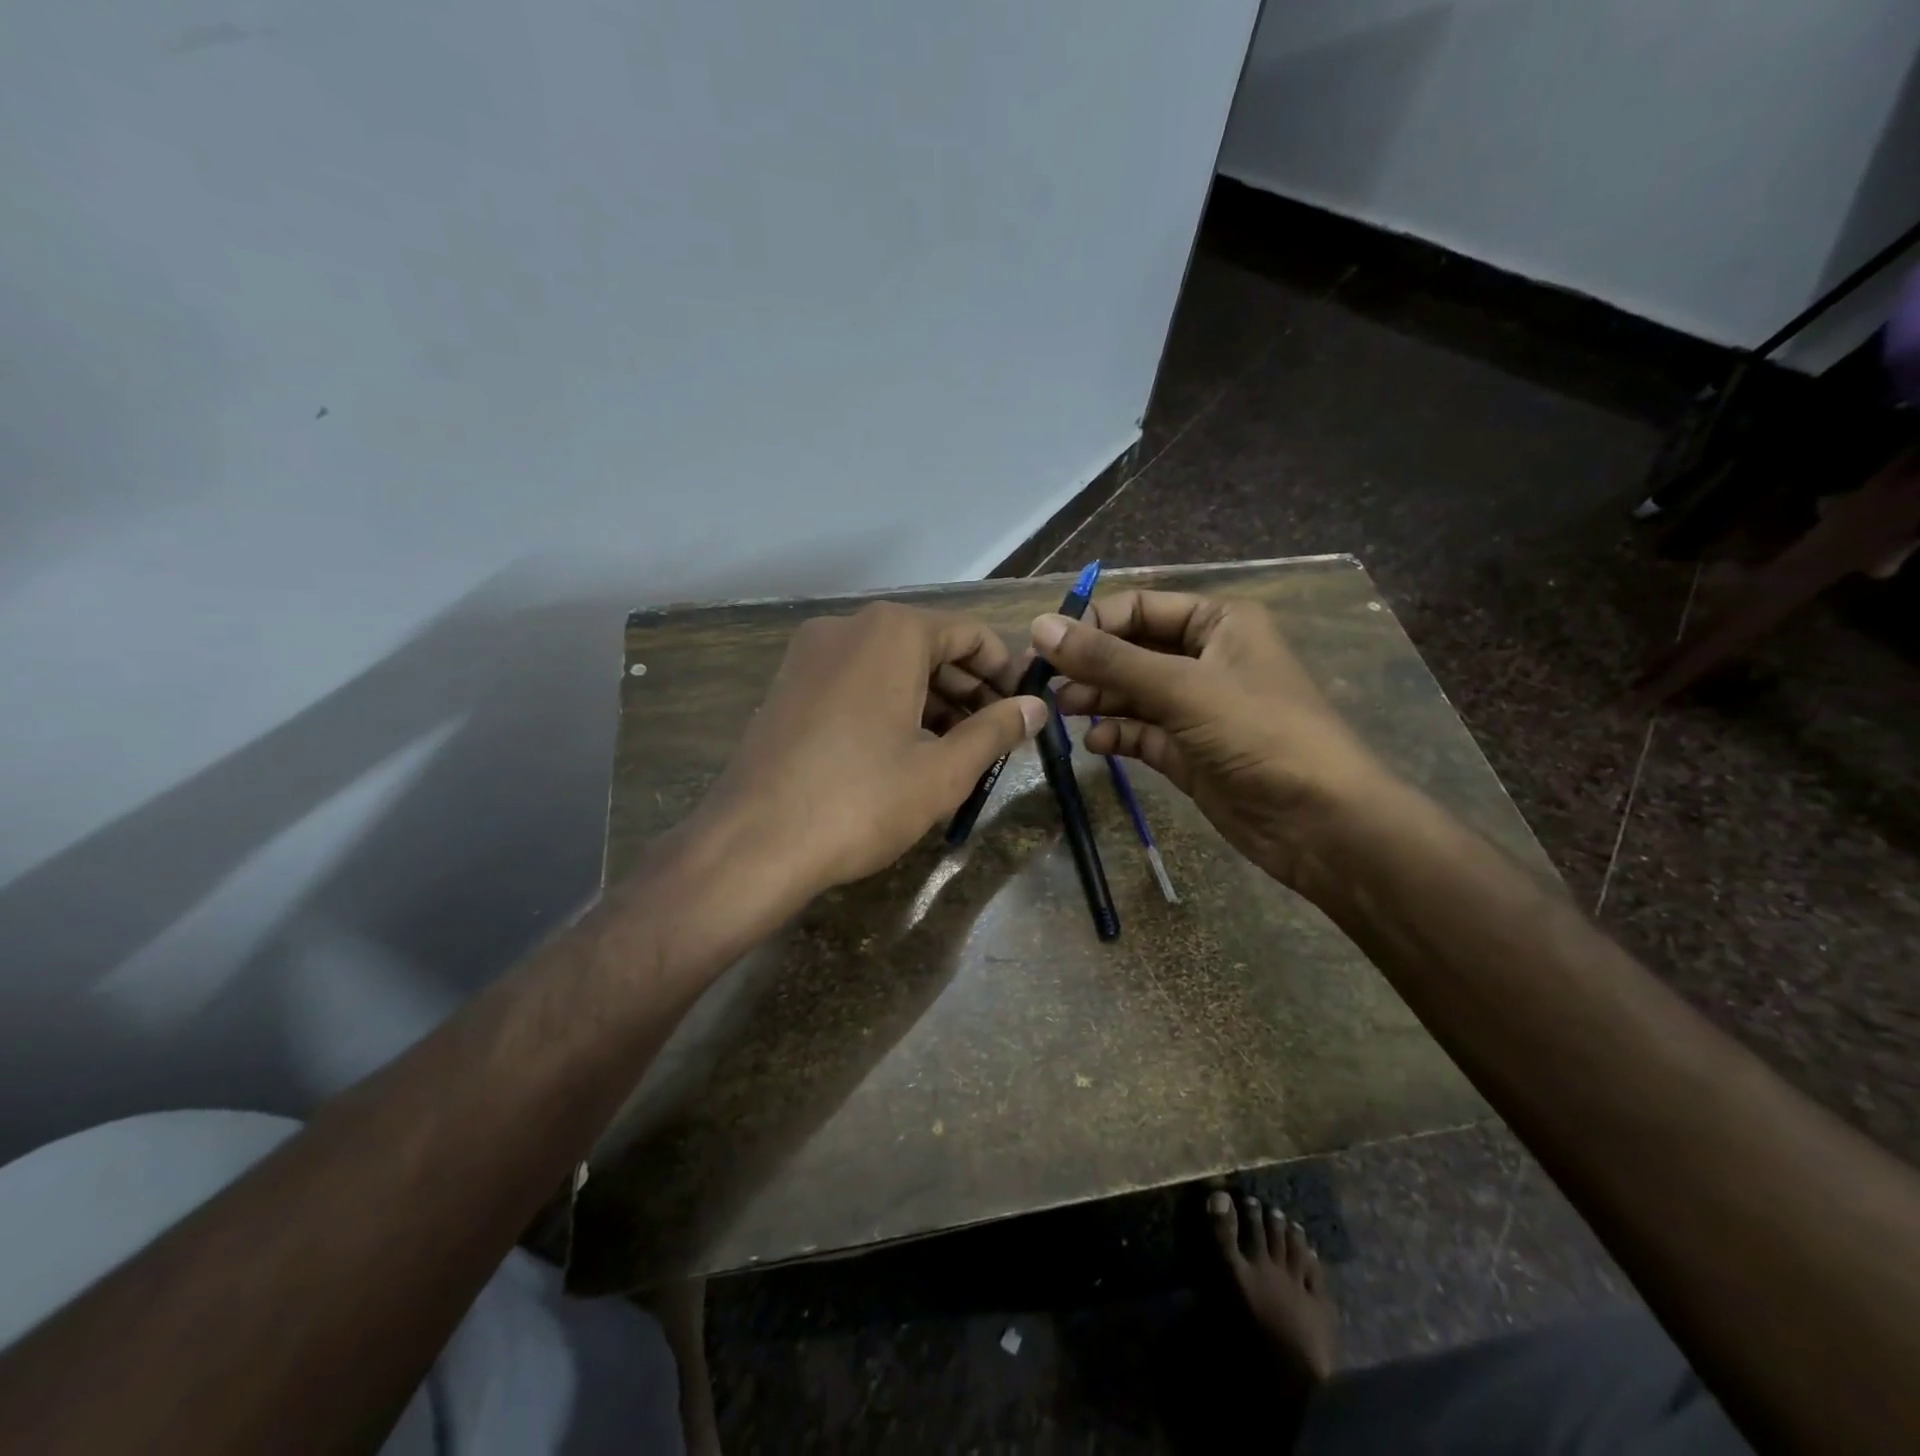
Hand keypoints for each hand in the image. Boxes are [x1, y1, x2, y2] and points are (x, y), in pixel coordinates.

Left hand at [696, 601, 1045, 902]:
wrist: (753, 843)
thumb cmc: (861, 800)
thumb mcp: (943, 771)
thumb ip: (996, 731)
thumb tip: (1036, 708)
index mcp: (892, 632)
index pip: (970, 633)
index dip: (1005, 672)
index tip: (1024, 711)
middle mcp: (848, 627)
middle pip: (930, 646)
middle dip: (970, 690)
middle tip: (998, 739)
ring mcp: (811, 656)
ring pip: (892, 667)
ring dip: (934, 702)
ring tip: (960, 752)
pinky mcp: (789, 687)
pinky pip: (858, 682)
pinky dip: (893, 706)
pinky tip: (909, 752)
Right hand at [1035, 591, 1394, 888]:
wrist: (1319, 822)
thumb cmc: (1259, 733)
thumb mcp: (1182, 688)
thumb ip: (1109, 660)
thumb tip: (1040, 627)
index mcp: (1218, 624)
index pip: (1141, 608)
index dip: (1093, 622)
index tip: (1047, 645)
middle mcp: (1205, 659)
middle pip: (1131, 651)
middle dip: (1089, 664)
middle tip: (1041, 683)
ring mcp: (1196, 708)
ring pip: (1131, 693)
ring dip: (1096, 699)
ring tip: (1061, 711)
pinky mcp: (1188, 751)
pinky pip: (1141, 732)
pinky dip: (1116, 734)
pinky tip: (1095, 743)